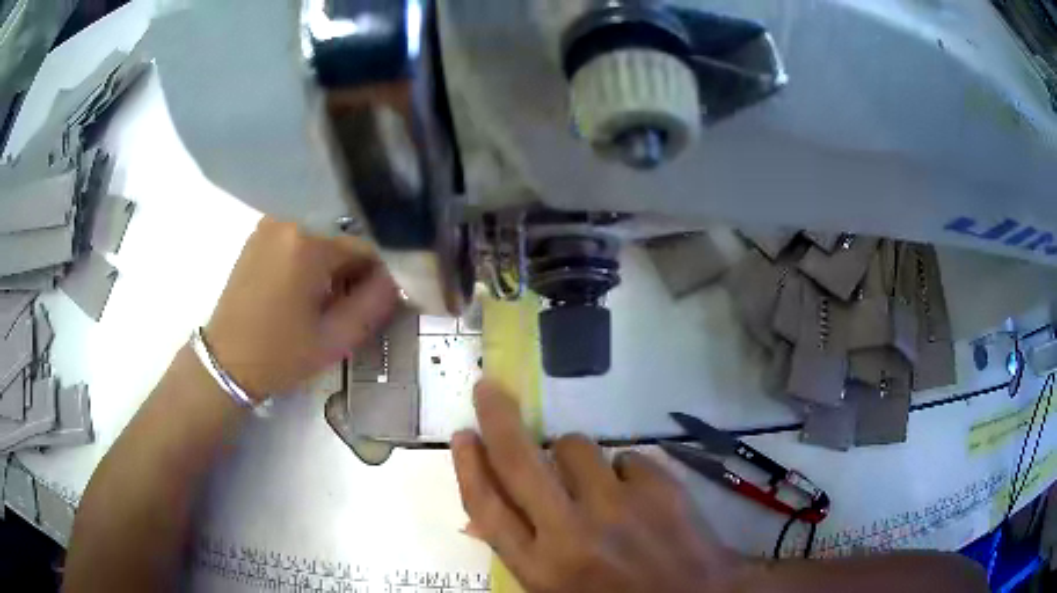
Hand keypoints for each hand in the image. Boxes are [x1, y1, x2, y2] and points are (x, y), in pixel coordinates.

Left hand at [205, 218, 397, 399]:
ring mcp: (270, 224)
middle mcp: (289, 220)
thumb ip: (375, 304)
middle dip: (354, 269)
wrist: (226, 362)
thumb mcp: (335, 338)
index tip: (379, 302)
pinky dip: (311, 258)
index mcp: (309, 242)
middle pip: (342, 238)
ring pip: (322, 237)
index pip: (366, 247)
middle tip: (351, 305)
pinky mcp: (259, 235)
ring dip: (332, 264)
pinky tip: (305, 289)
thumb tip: (397, 280)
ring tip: (326, 301)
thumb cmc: (280, 354)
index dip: (379, 276)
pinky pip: (299, 238)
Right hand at [451, 381, 742, 592]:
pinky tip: (635, 496)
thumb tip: (482, 517)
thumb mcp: (557, 590)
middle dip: (498, 419)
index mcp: (542, 568)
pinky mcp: (659, 487)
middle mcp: (573, 534)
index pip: (488, 508)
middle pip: (520, 462)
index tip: (462, 435)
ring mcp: (619, 507)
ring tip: (592, 484)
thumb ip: (523, 552)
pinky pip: (624, 456)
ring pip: (575, 447)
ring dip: (572, 455)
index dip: (469, 467)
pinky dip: (621, 471)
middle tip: (488, 390)